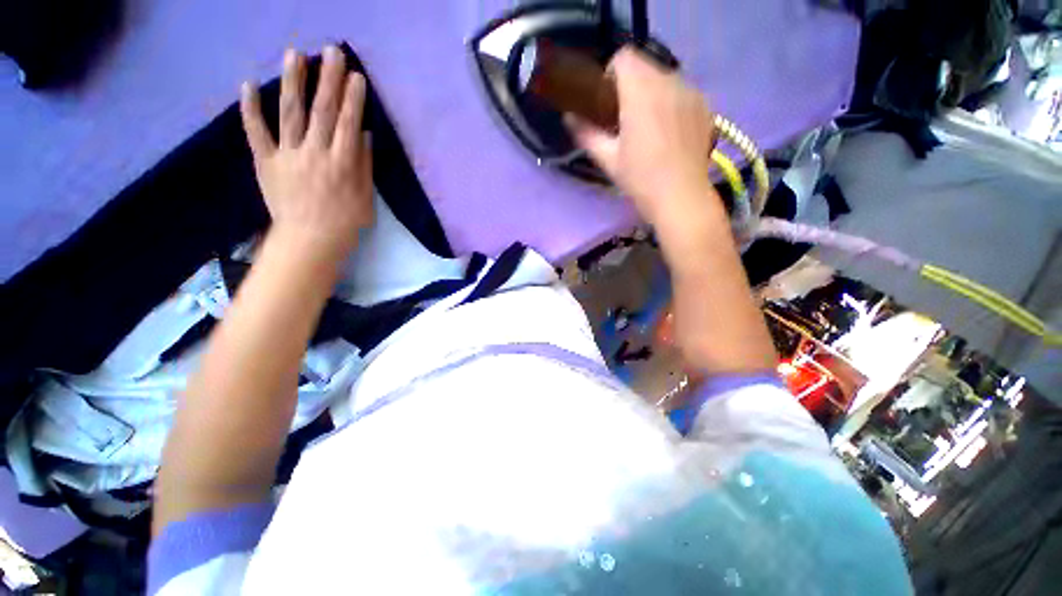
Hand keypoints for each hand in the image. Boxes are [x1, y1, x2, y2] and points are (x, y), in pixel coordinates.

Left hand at [240, 45, 373, 259]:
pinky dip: (250, 109)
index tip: (355, 76)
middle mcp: (315, 153)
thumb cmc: (345, 222)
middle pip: (321, 111)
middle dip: (328, 80)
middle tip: (331, 51)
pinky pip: (257, 132)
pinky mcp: (266, 162)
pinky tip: (248, 84)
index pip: (347, 123)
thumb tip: (363, 133)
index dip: (352, 99)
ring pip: (289, 113)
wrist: (310, 240)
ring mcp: (288, 155)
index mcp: (342, 163)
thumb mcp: (365, 197)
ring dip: (292, 82)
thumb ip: (364, 164)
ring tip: (294, 54)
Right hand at [569, 47, 716, 227]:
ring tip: (648, 126)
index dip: (611, 74)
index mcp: (641, 92)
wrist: (681, 197)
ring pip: (666, 79)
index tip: (607, 100)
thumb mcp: (608, 159)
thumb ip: (586, 134)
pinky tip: (669, 132)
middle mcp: (669, 82)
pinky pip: (683, 93)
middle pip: (645, 67)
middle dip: (631, 85)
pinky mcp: (705, 106)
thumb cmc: (640, 179)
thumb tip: (569, 118)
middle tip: (625, 117)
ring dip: (652, 94)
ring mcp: (692, 93)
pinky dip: (672, 103)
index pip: (624, 57)